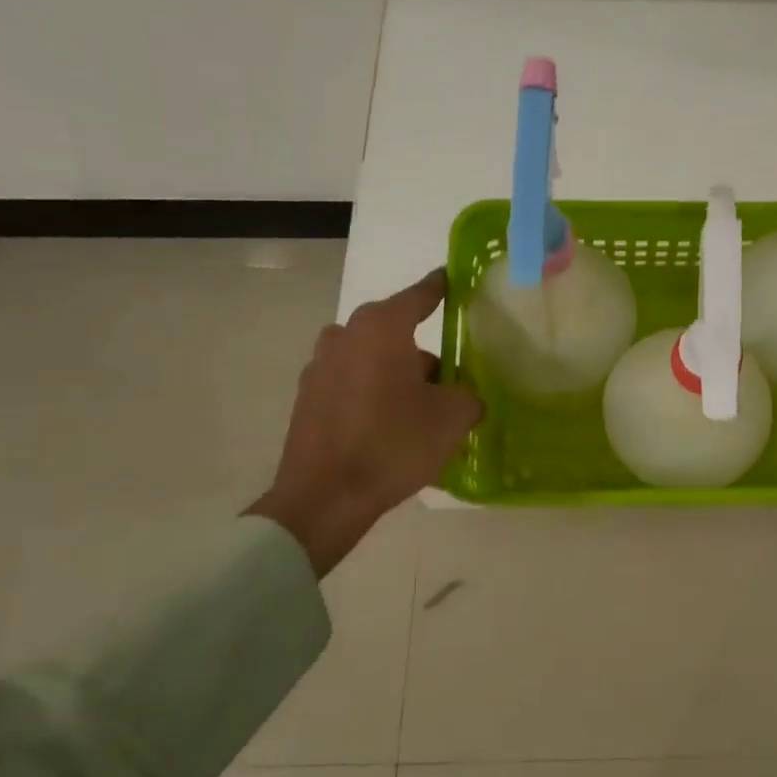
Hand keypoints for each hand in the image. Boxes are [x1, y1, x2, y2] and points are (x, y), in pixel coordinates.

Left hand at [247, 270, 483, 575]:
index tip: (452, 278)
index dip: (441, 287)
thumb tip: (463, 395)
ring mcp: (320, 365)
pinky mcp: (308, 396)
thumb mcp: (452, 418)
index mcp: (383, 327)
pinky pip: (353, 383)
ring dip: (397, 375)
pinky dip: (373, 394)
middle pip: (396, 332)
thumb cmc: (394, 444)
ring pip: (373, 359)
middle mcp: (346, 334)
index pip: (421, 294)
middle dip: (423, 352)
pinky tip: (390, 427)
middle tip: (449, 381)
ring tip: (420, 411)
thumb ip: (468, 395)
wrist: (325, 497)